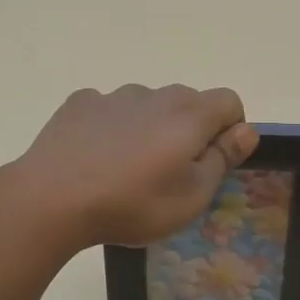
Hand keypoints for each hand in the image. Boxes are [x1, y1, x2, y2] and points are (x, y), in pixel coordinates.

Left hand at [10, 84, 257, 249]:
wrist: (52, 199)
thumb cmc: (132, 204)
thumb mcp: (191, 197)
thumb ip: (223, 159)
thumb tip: (247, 130)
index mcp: (188, 115)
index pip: (229, 101)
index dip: (231, 129)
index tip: (214, 161)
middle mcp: (154, 95)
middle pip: (188, 102)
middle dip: (190, 130)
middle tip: (170, 173)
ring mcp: (114, 96)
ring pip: (147, 105)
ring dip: (150, 127)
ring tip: (128, 169)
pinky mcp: (80, 103)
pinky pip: (109, 109)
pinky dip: (113, 126)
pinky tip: (96, 157)